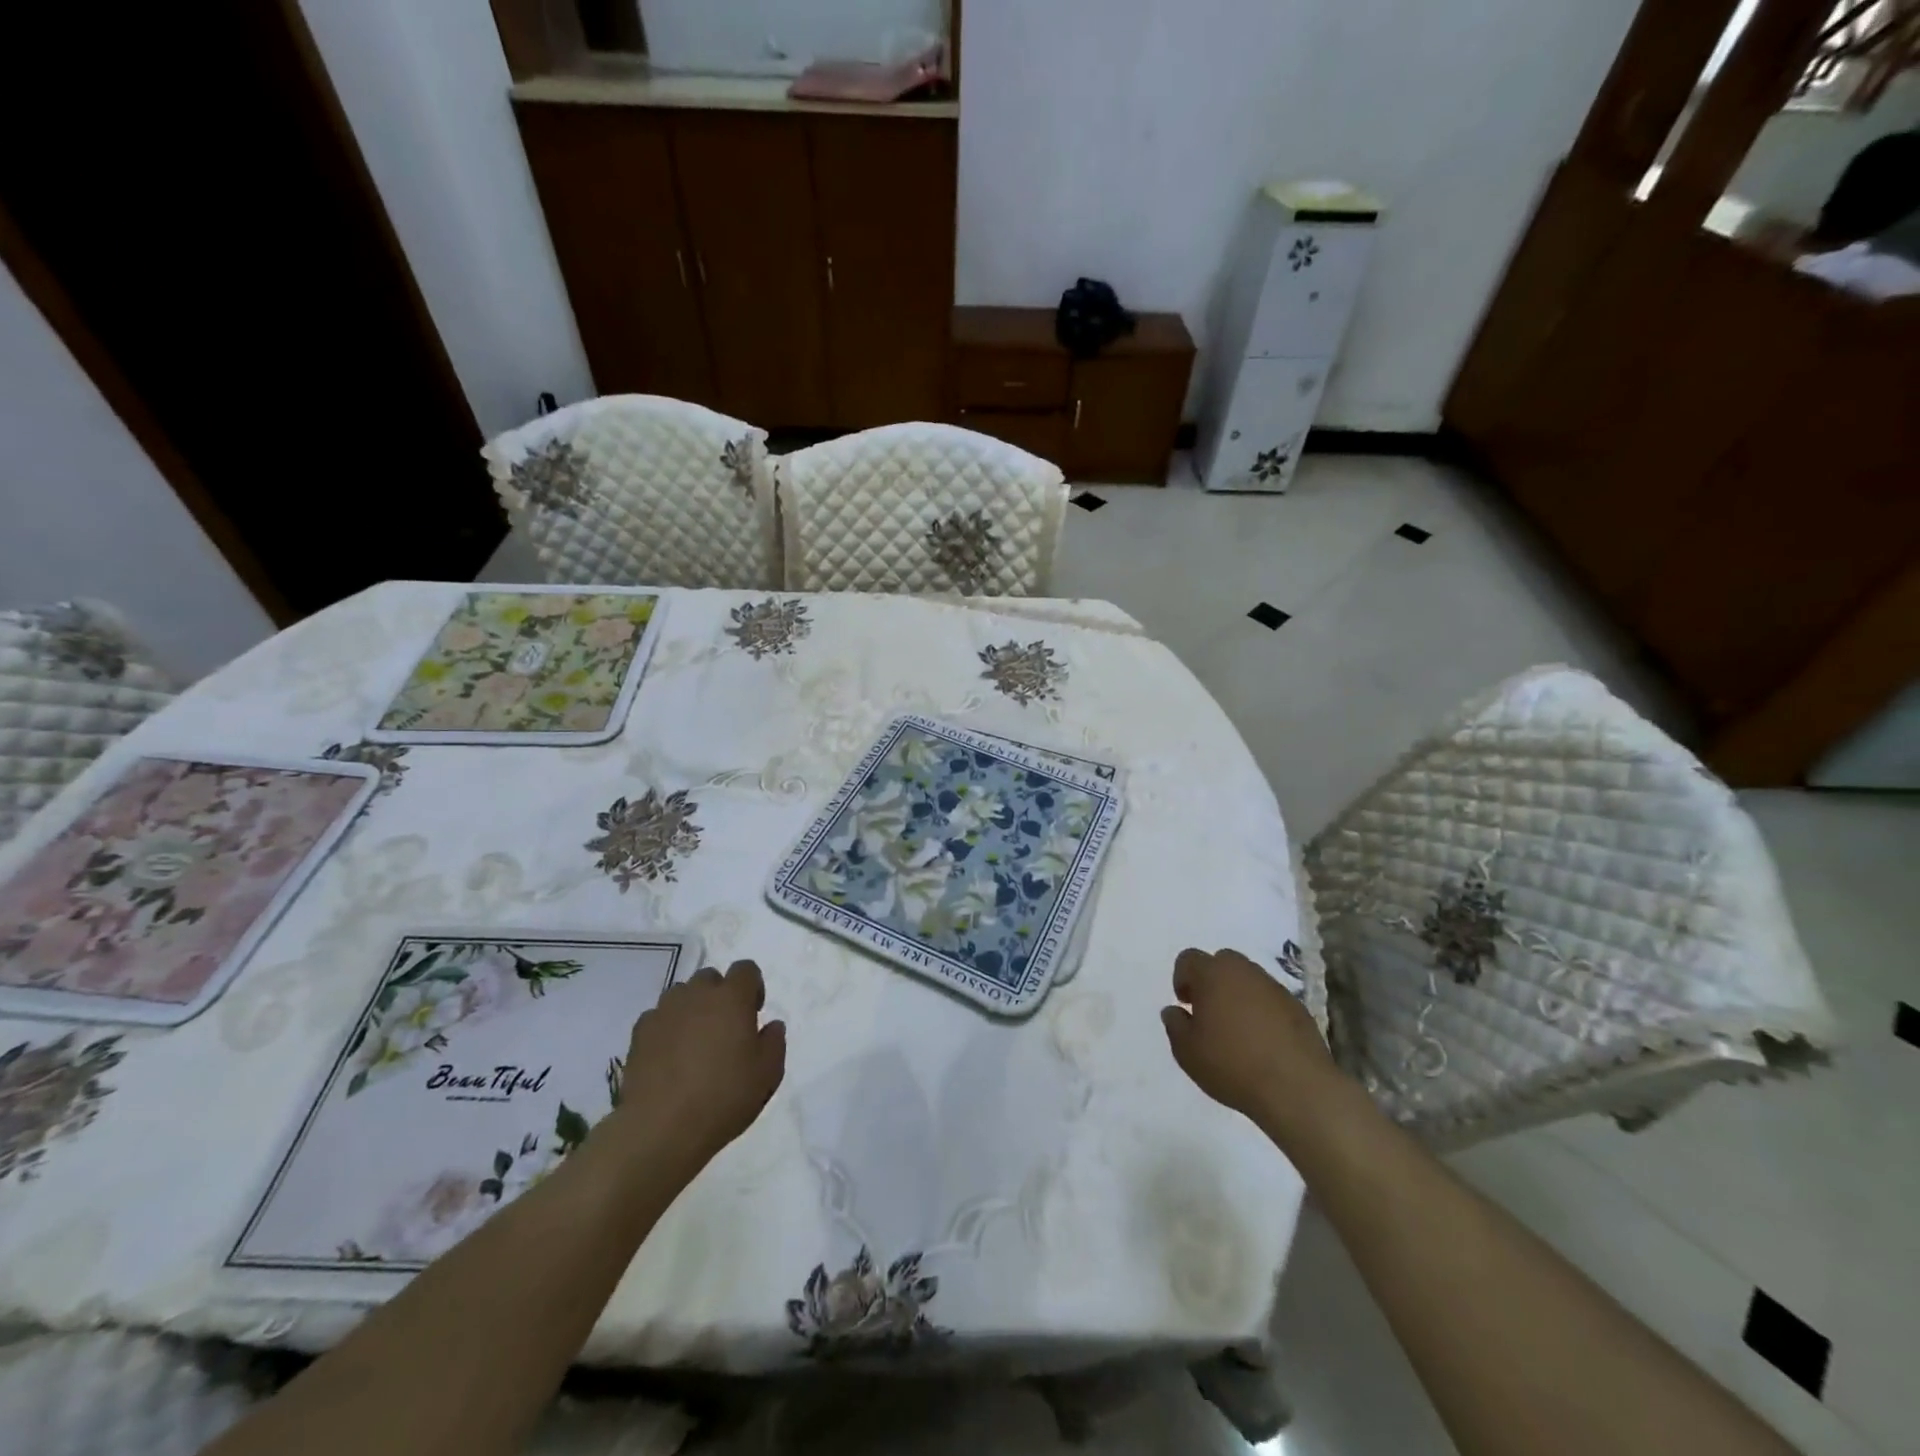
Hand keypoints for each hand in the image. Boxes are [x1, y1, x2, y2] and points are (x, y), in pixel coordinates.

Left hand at [603, 960, 785, 1177]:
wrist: (661, 1128)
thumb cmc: (723, 1097)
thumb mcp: (767, 1074)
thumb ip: (774, 1042)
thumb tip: (771, 1025)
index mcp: (732, 998)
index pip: (746, 969)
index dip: (752, 987)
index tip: (753, 1014)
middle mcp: (697, 994)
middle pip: (710, 978)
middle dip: (719, 995)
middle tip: (724, 1030)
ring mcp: (664, 1011)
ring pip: (682, 995)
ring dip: (692, 1009)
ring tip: (694, 1043)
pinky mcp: (639, 1033)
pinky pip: (658, 1017)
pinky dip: (666, 1028)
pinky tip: (669, 1058)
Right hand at [1161, 948, 1338, 1142]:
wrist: (1296, 1088)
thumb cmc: (1232, 1065)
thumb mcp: (1187, 1052)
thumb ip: (1175, 1025)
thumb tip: (1174, 1010)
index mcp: (1213, 974)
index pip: (1189, 958)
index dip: (1182, 978)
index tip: (1186, 1005)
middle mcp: (1244, 972)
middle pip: (1222, 962)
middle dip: (1212, 981)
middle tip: (1209, 1012)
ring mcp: (1274, 988)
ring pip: (1248, 979)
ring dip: (1238, 994)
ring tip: (1237, 1030)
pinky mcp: (1298, 1007)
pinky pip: (1271, 999)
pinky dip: (1262, 1011)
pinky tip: (1263, 1041)